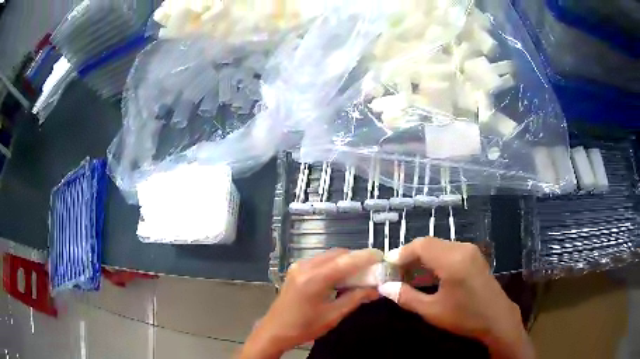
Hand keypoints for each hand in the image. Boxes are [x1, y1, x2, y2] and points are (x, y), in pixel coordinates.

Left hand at [239, 248, 381, 358]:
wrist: (275, 330)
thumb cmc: (304, 327)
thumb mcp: (333, 315)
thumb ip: (355, 299)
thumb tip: (376, 289)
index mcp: (314, 279)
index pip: (346, 262)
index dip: (365, 257)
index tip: (381, 256)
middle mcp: (305, 267)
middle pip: (337, 254)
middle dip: (356, 258)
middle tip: (372, 267)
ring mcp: (299, 266)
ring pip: (329, 256)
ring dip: (345, 261)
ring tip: (360, 272)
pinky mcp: (296, 270)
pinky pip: (320, 261)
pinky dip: (334, 264)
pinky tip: (341, 275)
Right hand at [379, 237, 534, 358]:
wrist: (497, 318)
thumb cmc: (464, 317)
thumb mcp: (432, 310)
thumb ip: (406, 297)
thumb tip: (384, 287)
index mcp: (452, 260)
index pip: (421, 245)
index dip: (401, 253)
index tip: (386, 267)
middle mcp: (462, 248)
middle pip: (429, 243)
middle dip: (409, 256)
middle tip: (394, 273)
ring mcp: (470, 250)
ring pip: (438, 246)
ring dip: (421, 258)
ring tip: (407, 275)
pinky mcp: (474, 256)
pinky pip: (448, 251)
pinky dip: (434, 260)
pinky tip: (427, 275)